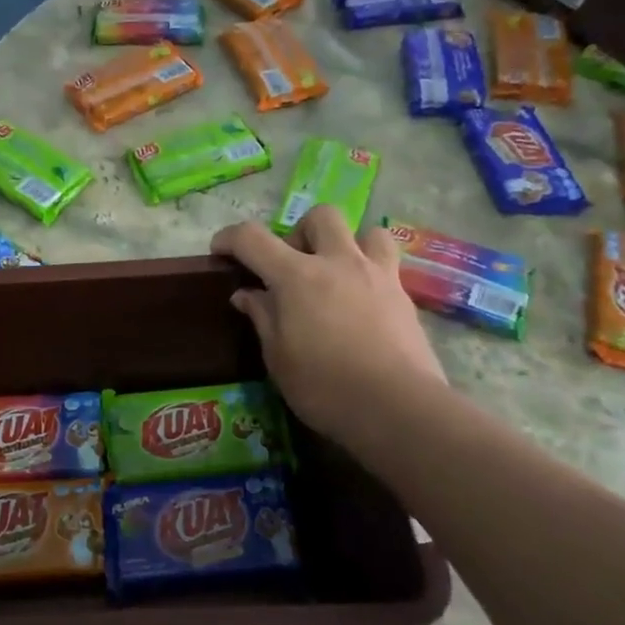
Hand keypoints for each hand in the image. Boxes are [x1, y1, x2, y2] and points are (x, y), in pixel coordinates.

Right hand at [210, 207, 445, 456]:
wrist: (397, 407)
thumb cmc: (325, 387)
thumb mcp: (278, 358)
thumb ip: (262, 317)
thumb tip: (247, 294)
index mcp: (297, 277)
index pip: (253, 238)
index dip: (230, 238)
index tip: (220, 251)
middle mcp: (338, 263)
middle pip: (319, 216)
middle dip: (299, 232)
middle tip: (291, 267)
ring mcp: (377, 275)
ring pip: (366, 231)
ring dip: (346, 244)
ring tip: (336, 275)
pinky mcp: (404, 296)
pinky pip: (388, 265)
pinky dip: (370, 273)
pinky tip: (362, 304)